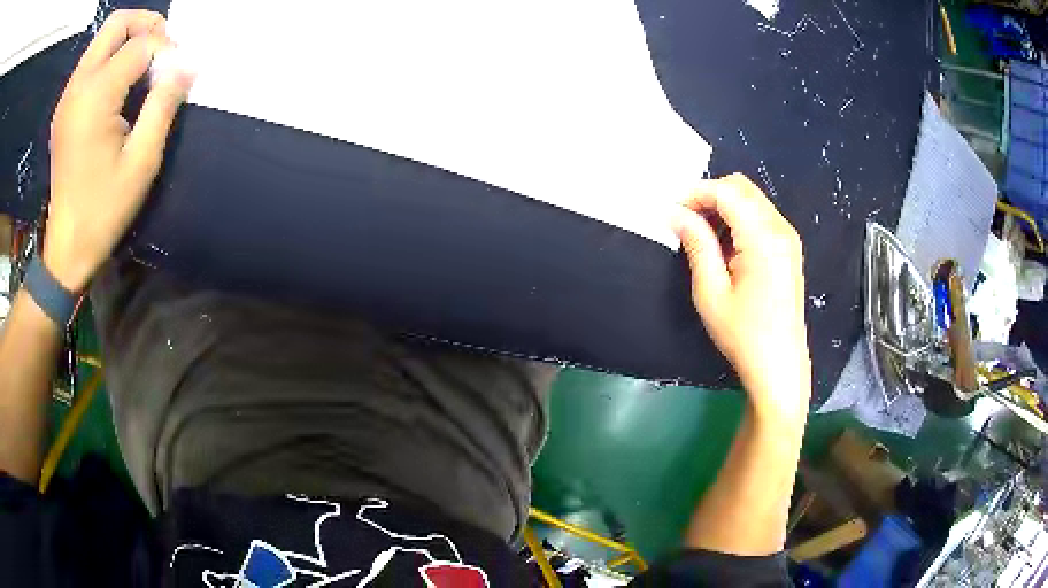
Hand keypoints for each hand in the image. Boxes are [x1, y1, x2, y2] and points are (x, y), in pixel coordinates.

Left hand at [44, 10, 193, 291]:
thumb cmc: (103, 210)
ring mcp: (67, 96)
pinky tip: (121, 83)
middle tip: (163, 50)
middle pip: (117, 24)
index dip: (165, 53)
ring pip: (103, 38)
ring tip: (146, 65)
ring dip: (129, 40)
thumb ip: (163, 104)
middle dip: (145, 25)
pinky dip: (112, 58)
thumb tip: (187, 65)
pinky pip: (92, 61)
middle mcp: (77, 87)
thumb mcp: (141, 161)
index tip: (176, 77)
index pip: (139, 45)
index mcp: (94, 98)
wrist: (66, 247)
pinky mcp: (64, 107)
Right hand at [672, 174, 810, 423]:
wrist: (779, 366)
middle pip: (741, 188)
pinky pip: (761, 216)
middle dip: (710, 196)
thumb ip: (696, 244)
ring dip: (724, 207)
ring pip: (751, 199)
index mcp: (763, 238)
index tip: (672, 210)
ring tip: (702, 236)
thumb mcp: (711, 292)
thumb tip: (675, 214)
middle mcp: (781, 229)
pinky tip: (725, 247)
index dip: (696, 193)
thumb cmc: (744, 335)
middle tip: (685, 221)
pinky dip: (738, 219)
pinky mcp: (789, 249)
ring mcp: (788, 238)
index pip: (727, 192)